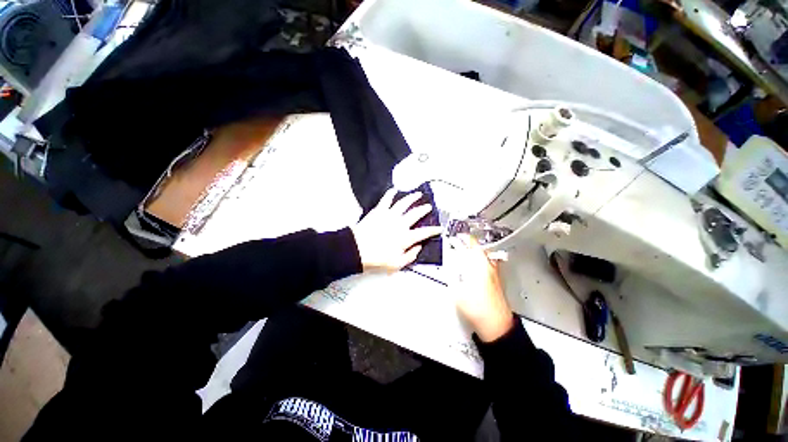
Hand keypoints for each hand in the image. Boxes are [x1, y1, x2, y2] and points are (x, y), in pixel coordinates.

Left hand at [351, 188, 442, 272]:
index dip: (434, 230)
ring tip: (417, 194)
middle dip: (424, 209)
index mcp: (405, 237)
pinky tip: (394, 190)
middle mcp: (400, 224)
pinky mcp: (379, 211)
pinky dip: (390, 194)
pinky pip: (386, 199)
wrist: (357, 249)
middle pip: (416, 213)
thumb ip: (410, 256)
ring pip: (404, 203)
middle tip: (428, 207)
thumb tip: (418, 248)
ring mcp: (390, 215)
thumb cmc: (376, 258)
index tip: (439, 228)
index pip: (424, 232)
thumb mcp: (396, 264)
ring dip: (412, 198)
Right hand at [451, 234, 513, 341]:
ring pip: (485, 254)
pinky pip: (488, 262)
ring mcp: (495, 272)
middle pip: (479, 248)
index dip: (463, 239)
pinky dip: (480, 259)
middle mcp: (489, 266)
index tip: (456, 237)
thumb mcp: (457, 291)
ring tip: (465, 251)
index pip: (472, 246)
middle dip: (468, 244)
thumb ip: (453, 276)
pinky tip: (474, 265)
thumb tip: (450, 266)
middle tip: (458, 243)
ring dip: (475, 250)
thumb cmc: (477, 309)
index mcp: (479, 266)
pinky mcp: (497, 279)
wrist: (496, 324)